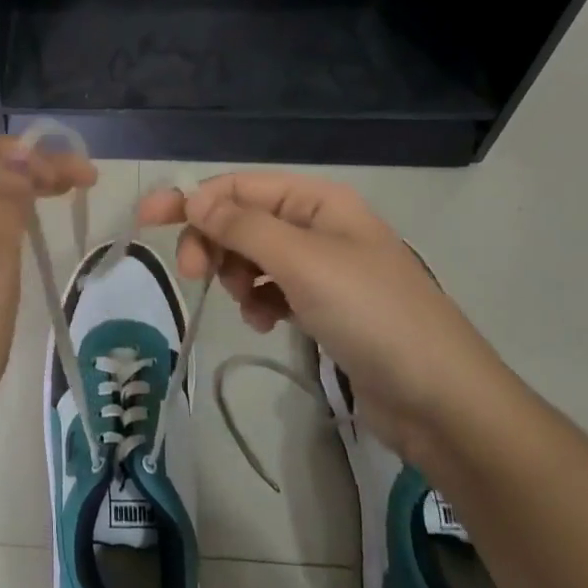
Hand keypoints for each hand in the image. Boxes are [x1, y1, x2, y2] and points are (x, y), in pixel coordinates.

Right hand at [138, 173, 503, 455]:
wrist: (441, 402)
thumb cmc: (372, 315)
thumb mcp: (303, 262)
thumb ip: (243, 226)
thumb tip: (193, 197)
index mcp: (319, 201)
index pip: (240, 186)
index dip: (192, 198)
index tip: (146, 220)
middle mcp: (320, 226)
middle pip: (244, 219)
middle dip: (215, 241)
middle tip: (194, 273)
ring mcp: (324, 268)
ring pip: (254, 256)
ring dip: (237, 275)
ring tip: (246, 304)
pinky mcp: (325, 308)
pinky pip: (273, 290)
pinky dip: (259, 301)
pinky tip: (265, 323)